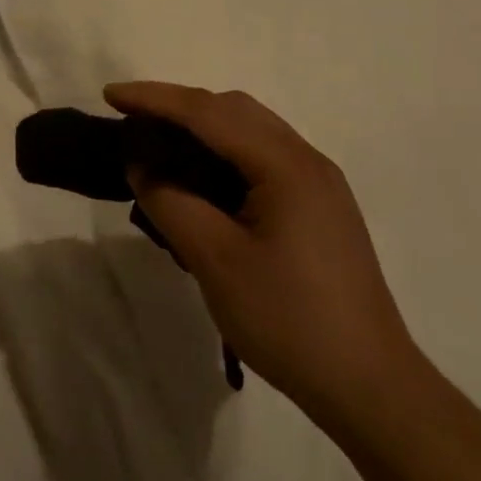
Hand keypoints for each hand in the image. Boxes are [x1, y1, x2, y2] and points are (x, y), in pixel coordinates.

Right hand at [105, 82, 417, 425]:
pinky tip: (204, 179)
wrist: (369, 385)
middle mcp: (307, 159)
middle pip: (234, 110)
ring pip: (251, 131)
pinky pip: (264, 158)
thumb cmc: (289, 320)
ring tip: (161, 145)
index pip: (209, 112)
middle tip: (134, 121)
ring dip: (204, 128)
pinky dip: (225, 153)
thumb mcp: (216, 261)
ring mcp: (319, 183)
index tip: (110, 95)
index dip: (155, 99)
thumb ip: (172, 202)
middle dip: (180, 106)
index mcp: (286, 165)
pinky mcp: (321, 207)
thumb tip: (142, 165)